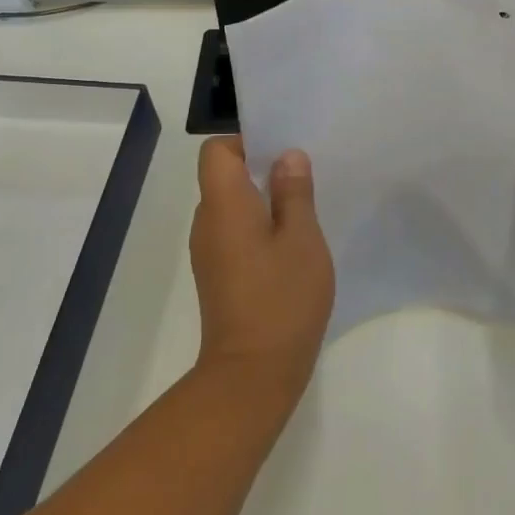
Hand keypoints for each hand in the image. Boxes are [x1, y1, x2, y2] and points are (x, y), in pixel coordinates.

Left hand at [189, 137, 333, 389]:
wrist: (254, 372)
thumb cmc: (282, 297)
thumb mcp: (302, 238)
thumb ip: (294, 193)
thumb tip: (287, 157)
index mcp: (223, 205)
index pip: (216, 152)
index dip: (247, 142)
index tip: (285, 153)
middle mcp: (207, 223)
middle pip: (224, 177)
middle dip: (263, 169)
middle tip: (307, 177)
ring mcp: (210, 252)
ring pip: (233, 207)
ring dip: (265, 200)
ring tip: (306, 211)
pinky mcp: (220, 275)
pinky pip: (236, 233)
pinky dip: (260, 228)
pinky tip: (293, 245)